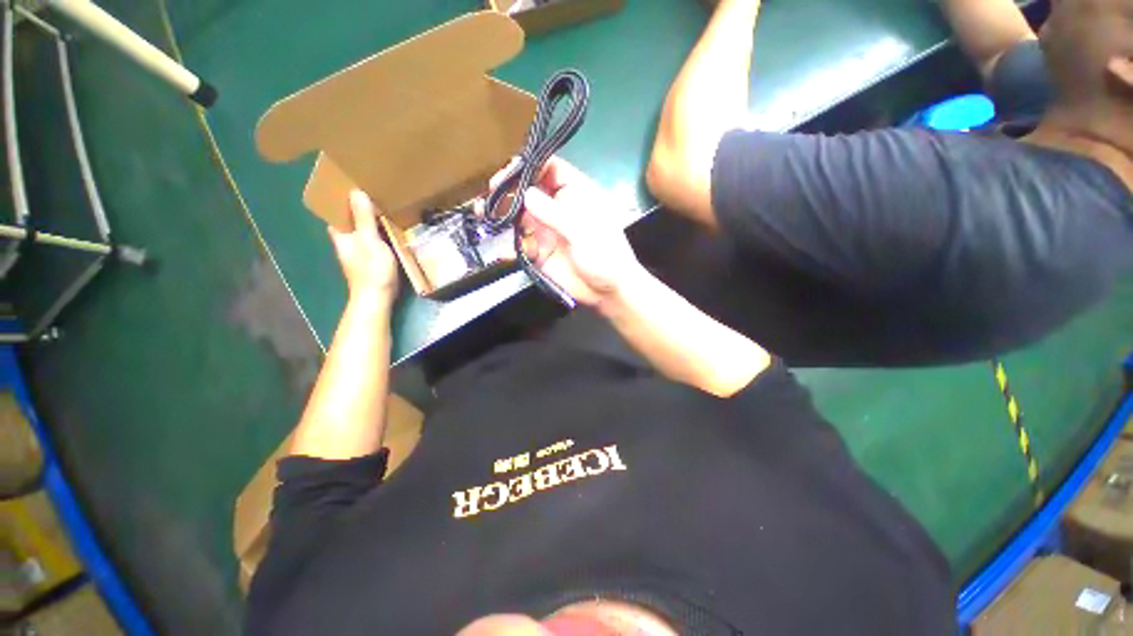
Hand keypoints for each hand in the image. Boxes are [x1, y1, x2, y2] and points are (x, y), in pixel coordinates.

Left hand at [329, 190, 398, 301]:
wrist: (377, 297)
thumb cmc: (371, 268)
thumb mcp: (369, 240)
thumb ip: (363, 218)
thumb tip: (356, 192)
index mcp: (340, 234)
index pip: (337, 211)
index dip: (343, 199)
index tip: (355, 185)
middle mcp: (346, 241)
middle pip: (351, 219)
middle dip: (360, 208)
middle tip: (375, 193)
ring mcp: (359, 251)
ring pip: (363, 230)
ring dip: (372, 220)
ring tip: (386, 207)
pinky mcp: (371, 259)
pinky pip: (374, 239)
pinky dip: (380, 232)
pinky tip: (392, 229)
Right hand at [495, 157, 644, 307]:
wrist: (607, 292)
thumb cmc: (604, 255)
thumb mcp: (583, 231)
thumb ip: (555, 213)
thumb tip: (526, 194)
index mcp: (575, 194)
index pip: (551, 169)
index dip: (531, 165)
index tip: (510, 170)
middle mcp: (558, 208)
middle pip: (530, 189)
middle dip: (510, 187)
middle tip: (493, 190)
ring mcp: (547, 230)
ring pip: (520, 214)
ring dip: (502, 211)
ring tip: (483, 210)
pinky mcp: (539, 251)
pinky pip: (519, 241)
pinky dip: (505, 240)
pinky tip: (494, 238)